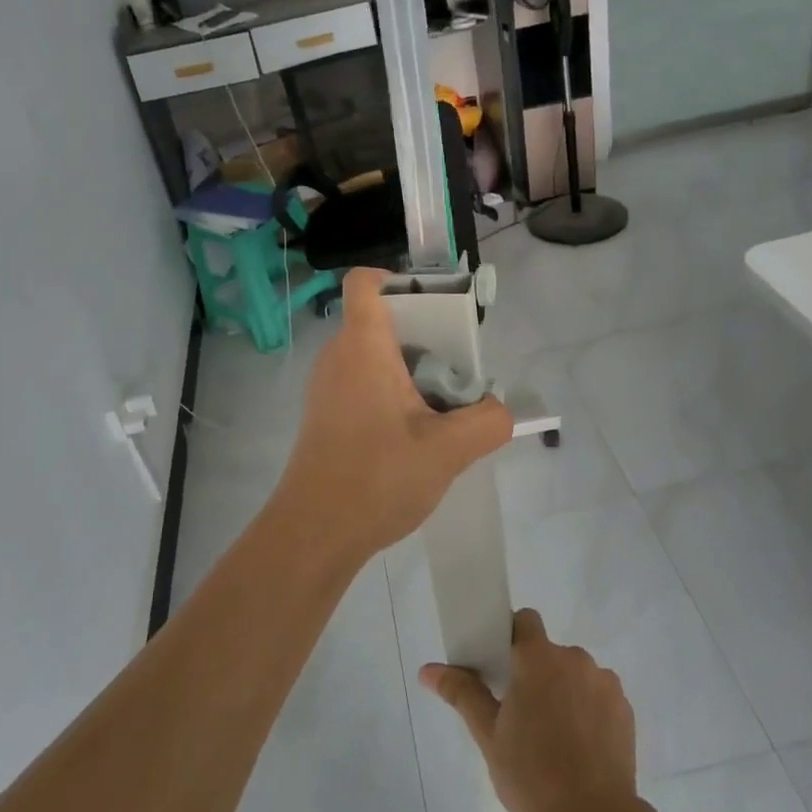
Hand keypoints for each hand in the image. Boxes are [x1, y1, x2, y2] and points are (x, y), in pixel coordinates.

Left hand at [268, 268, 512, 568]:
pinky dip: (390, 392)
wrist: (314, 533)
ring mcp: (326, 387)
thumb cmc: (377, 478)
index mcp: (362, 346)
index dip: (397, 278)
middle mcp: (337, 356)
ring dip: (410, 368)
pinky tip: (414, 434)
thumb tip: (497, 409)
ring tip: (442, 406)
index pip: (365, 282)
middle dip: (423, 334)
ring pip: (373, 355)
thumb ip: (489, 421)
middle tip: (457, 368)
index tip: (435, 306)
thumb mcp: (450, 451)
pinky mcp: (324, 415)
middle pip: (379, 320)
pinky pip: (361, 382)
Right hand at [419, 608, 638, 811]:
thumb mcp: (488, 736)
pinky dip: (587, 710)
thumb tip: (427, 669)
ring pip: (574, 674)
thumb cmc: (533, 776)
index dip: (512, 637)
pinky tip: (579, 747)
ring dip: (563, 691)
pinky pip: (598, 695)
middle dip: (536, 673)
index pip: (525, 622)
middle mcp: (574, 659)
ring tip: (553, 736)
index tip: (501, 667)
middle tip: (521, 713)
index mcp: (538, 659)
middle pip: (548, 652)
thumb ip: (462, 693)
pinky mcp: (625, 709)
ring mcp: (604, 683)